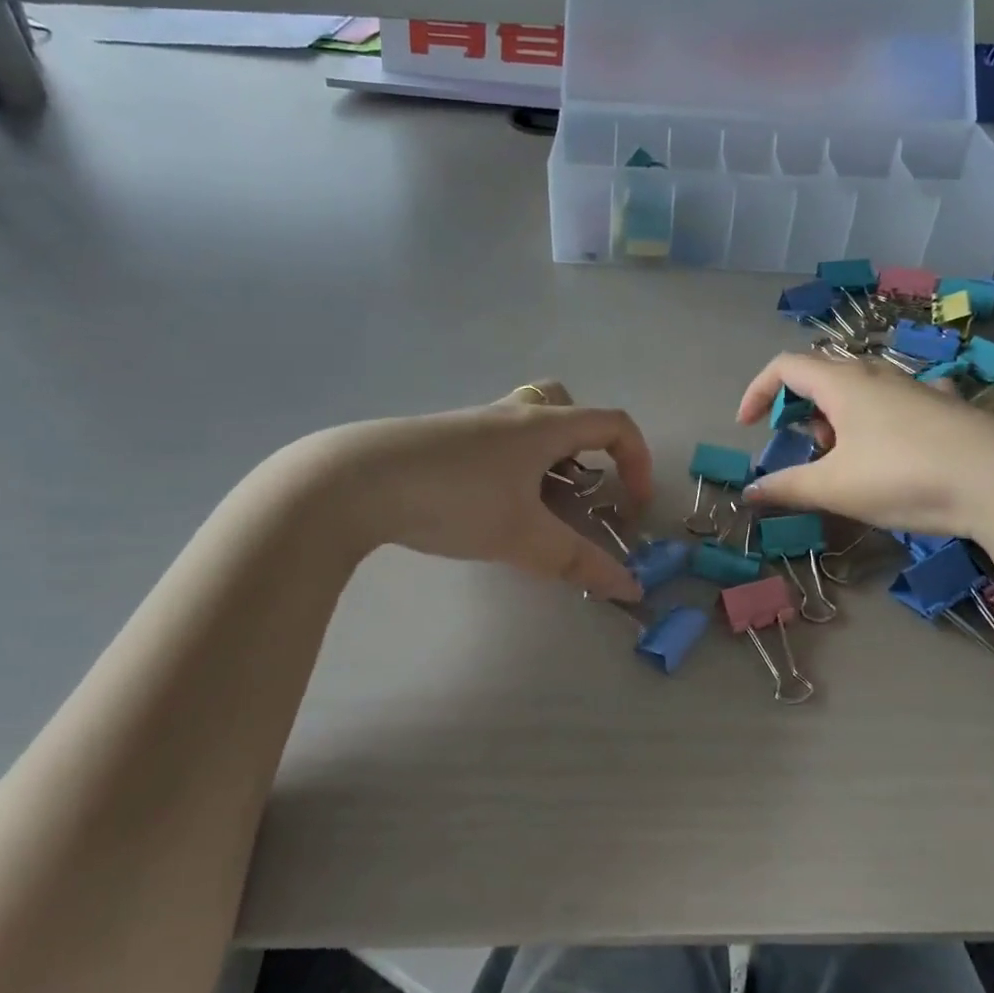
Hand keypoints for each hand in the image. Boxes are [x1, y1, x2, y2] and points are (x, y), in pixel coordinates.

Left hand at [302, 382, 652, 600]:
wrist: (355, 481)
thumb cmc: (455, 499)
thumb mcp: (522, 537)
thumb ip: (578, 562)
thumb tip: (631, 588)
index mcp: (543, 425)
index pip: (613, 423)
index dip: (638, 460)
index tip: (634, 505)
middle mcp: (512, 414)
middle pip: (565, 404)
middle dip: (586, 442)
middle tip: (579, 484)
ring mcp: (472, 422)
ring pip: (525, 423)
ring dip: (545, 456)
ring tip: (534, 505)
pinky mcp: (440, 439)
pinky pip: (493, 441)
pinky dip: (509, 466)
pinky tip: (485, 506)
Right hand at [736, 353, 993, 571]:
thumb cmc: (903, 476)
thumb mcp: (835, 488)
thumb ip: (786, 488)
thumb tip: (748, 493)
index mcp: (843, 383)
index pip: (785, 367)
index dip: (757, 392)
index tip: (747, 427)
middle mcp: (878, 374)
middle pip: (823, 375)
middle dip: (802, 410)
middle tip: (805, 450)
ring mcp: (917, 388)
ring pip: (862, 390)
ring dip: (840, 419)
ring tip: (848, 461)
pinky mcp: (948, 408)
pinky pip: (900, 403)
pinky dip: (881, 421)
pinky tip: (897, 450)